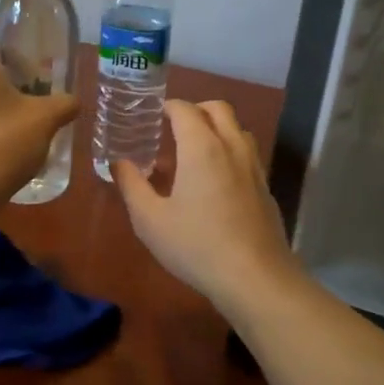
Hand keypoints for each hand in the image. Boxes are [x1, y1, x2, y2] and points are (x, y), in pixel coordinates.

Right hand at [114, 99, 302, 313]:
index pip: (185, 109)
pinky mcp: (265, 188)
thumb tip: (118, 162)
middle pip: (218, 109)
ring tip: (195, 151)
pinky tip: (215, 181)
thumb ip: (132, 185)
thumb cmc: (196, 245)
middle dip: (195, 110)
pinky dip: (230, 151)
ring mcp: (254, 167)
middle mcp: (232, 147)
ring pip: (237, 129)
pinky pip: (247, 154)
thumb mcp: (150, 220)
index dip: (168, 107)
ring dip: (216, 128)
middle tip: (174, 127)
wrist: (254, 277)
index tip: (153, 115)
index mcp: (202, 147)